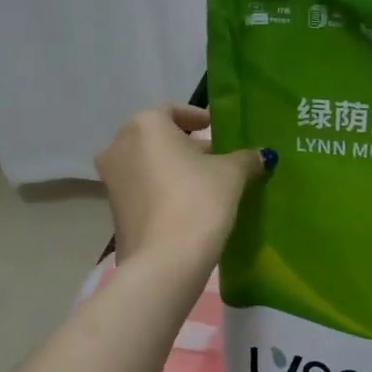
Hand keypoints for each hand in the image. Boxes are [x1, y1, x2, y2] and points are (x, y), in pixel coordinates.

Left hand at [97, 105, 272, 268]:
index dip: (197, 118)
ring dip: (175, 168)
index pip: (173, 110)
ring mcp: (111, 179)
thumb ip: (246, 158)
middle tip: (218, 159)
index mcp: (145, 125)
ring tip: (207, 184)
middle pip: (159, 137)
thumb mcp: (232, 174)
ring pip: (149, 163)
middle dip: (188, 146)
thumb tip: (260, 156)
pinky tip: (189, 204)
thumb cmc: (198, 201)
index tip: (217, 129)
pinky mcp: (114, 209)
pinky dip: (163, 188)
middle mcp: (119, 145)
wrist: (164, 261)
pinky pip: (143, 187)